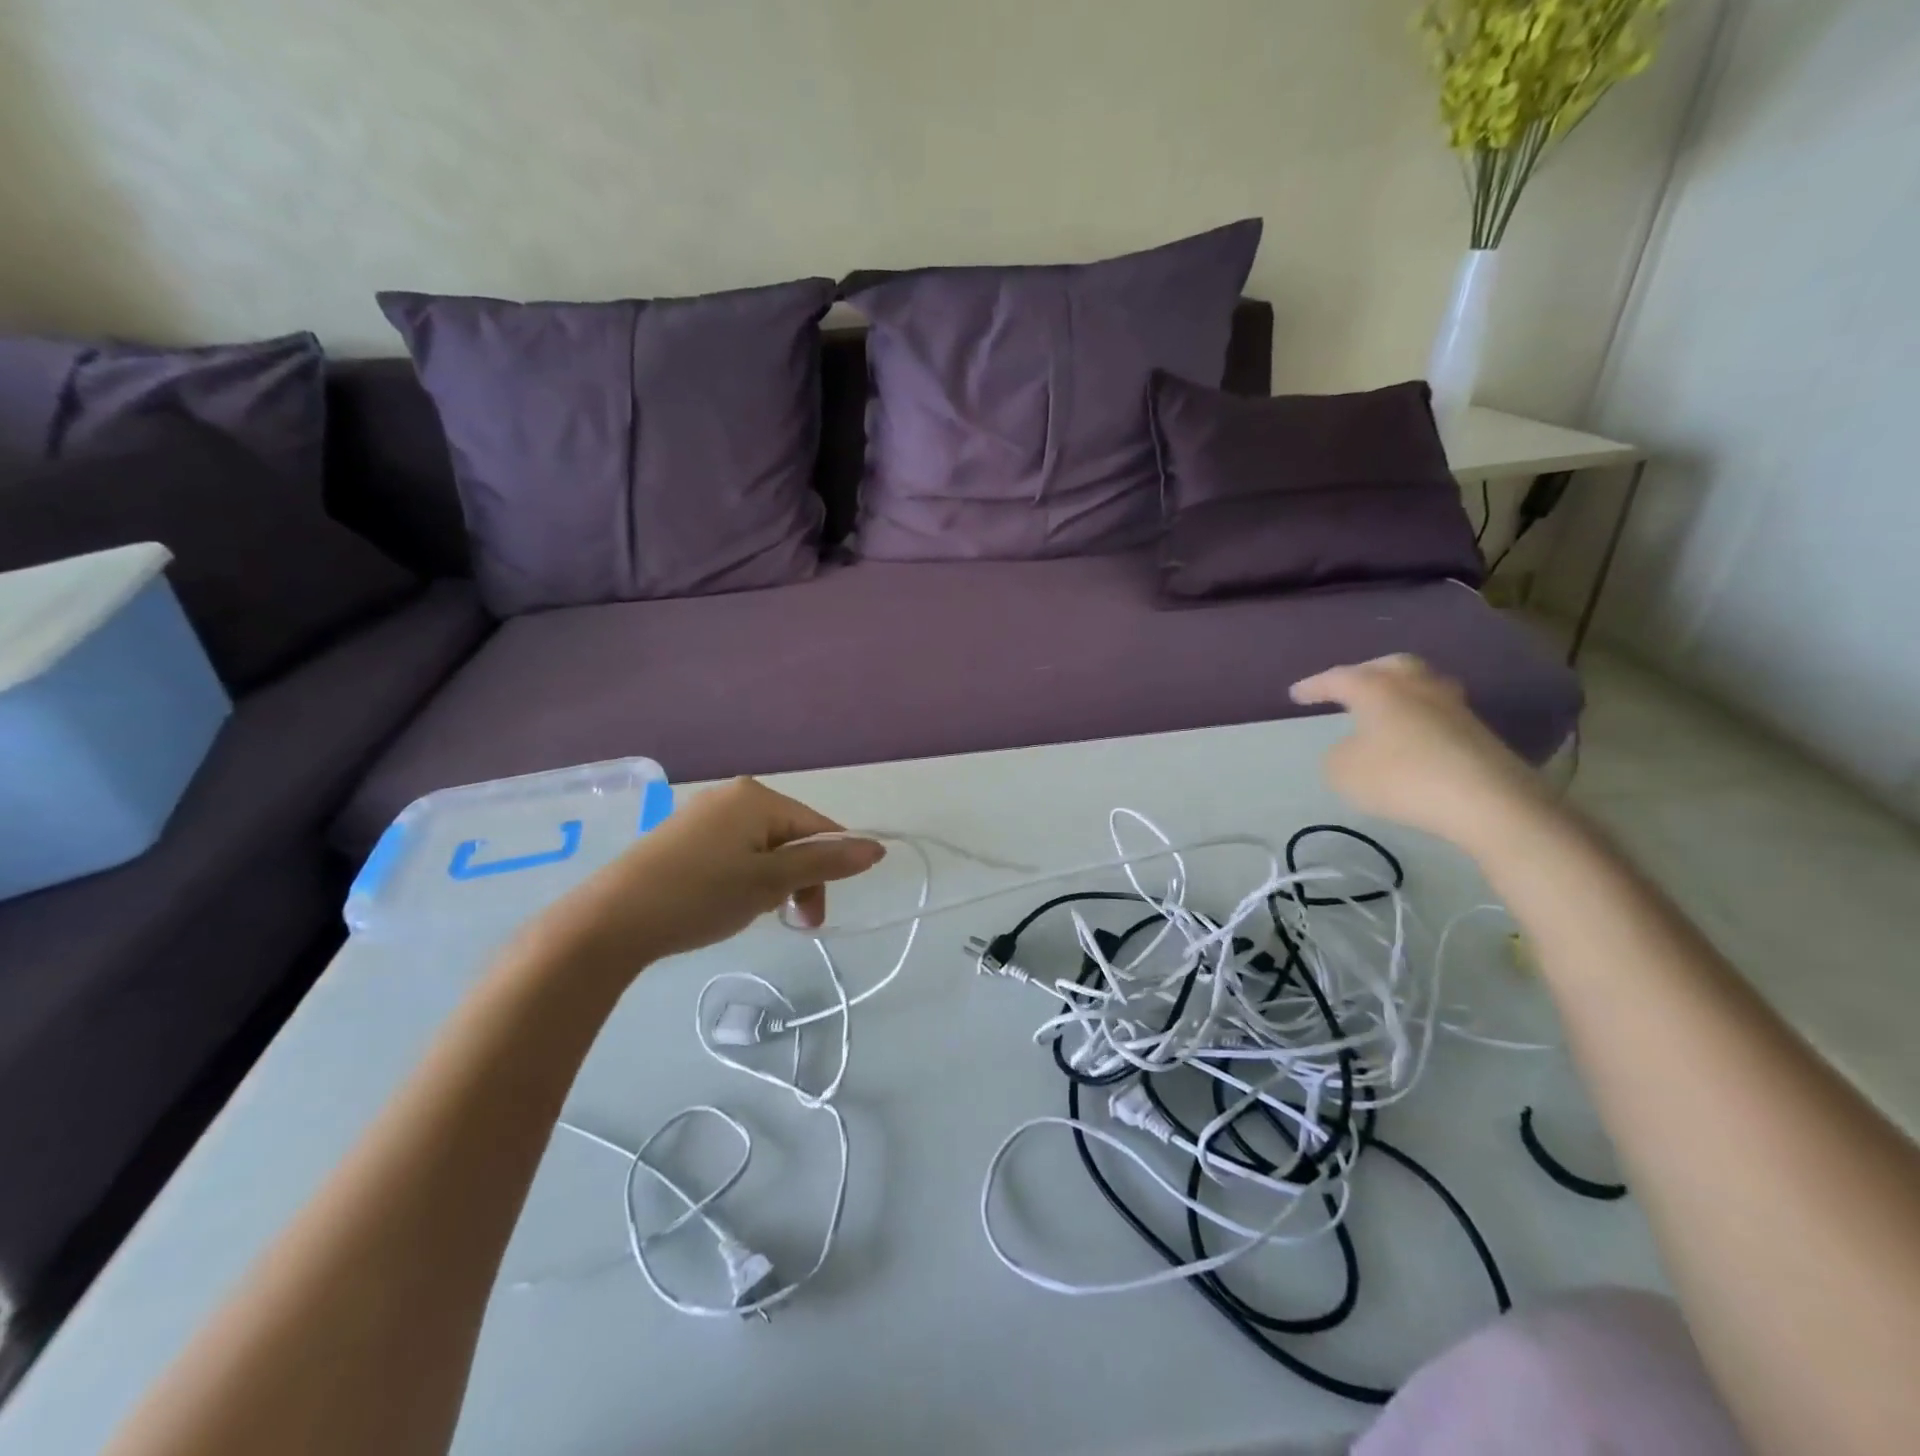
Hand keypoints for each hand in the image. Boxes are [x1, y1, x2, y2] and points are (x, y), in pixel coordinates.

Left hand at [522, 778, 884, 971]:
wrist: (610, 921)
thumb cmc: (700, 895)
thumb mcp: (770, 882)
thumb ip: (826, 863)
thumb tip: (878, 848)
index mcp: (758, 797)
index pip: (819, 828)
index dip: (829, 869)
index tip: (814, 915)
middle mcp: (733, 796)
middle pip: (792, 838)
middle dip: (799, 881)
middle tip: (790, 923)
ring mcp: (705, 815)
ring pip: (764, 849)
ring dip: (773, 884)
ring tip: (753, 914)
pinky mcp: (683, 837)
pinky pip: (736, 852)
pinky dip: (745, 879)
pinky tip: (726, 904)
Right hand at [1290, 655, 1556, 850]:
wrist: (1487, 800)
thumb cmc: (1401, 777)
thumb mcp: (1343, 771)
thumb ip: (1336, 755)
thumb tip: (1351, 748)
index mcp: (1378, 688)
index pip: (1338, 678)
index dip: (1313, 686)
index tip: (1295, 695)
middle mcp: (1416, 686)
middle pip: (1390, 666)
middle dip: (1365, 673)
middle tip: (1348, 687)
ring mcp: (1452, 706)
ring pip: (1420, 685)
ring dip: (1398, 692)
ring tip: (1383, 708)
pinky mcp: (1476, 731)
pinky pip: (1437, 713)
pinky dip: (1418, 718)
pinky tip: (1411, 737)